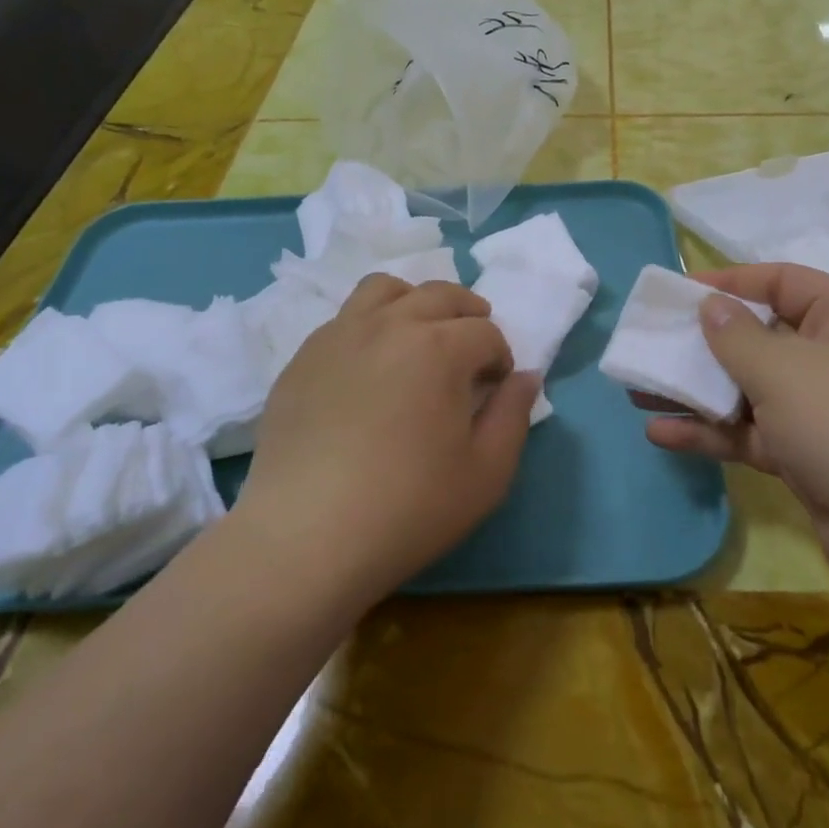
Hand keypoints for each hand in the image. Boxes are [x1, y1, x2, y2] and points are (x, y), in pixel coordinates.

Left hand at [239, 275, 538, 606]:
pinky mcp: (302, 357)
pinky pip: (344, 319)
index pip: (486, 331)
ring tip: (418, 338)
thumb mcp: (486, 472)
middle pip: (440, 295)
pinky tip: (368, 369)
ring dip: (414, 303)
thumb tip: (526, 377)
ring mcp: (339, 335)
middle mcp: (389, 325)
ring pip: (384, 289)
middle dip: (468, 316)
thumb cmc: (409, 507)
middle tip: (470, 352)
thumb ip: (514, 415)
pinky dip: (369, 326)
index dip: (500, 358)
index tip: (495, 389)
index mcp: (440, 347)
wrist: (306, 537)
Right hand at [641, 264, 828, 597]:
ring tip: (639, 389)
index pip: (781, 282)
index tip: (679, 293)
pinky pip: (751, 434)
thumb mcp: (785, 369)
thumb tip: (710, 306)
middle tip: (650, 345)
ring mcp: (821, 411)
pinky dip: (710, 433)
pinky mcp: (807, 457)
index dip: (730, 282)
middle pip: (759, 337)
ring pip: (748, 390)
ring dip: (697, 391)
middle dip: (702, 344)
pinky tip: (661, 433)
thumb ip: (737, 337)